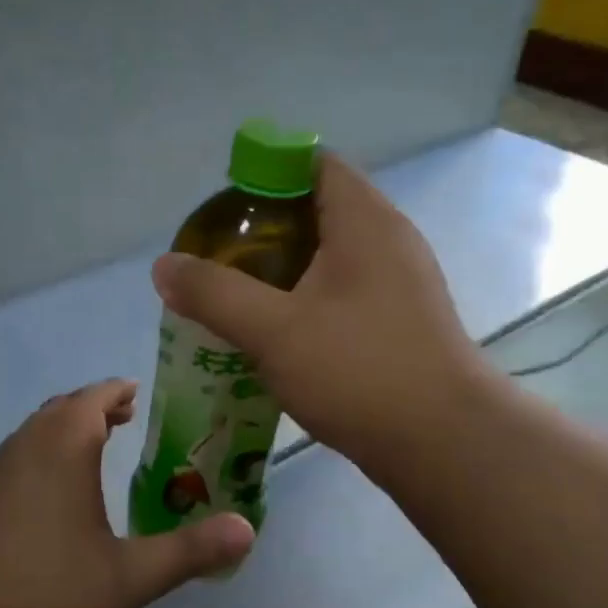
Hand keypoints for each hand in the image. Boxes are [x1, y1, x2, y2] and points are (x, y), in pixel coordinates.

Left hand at [0, 380, 255, 607]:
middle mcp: (26, 446)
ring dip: (68, 427)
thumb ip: (190, 551)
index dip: (118, 391)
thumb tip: (248, 530)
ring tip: (99, 446)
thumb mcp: (130, 578)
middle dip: (96, 406)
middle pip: (63, 407)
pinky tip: (59, 491)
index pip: (94, 397)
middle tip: (128, 418)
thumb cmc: (49, 595)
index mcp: (62, 447)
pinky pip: (20, 454)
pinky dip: (45, 451)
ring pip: (37, 430)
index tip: (141, 394)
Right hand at [151, 153, 484, 478]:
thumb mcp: (273, 330)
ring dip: (285, 269)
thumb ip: (214, 293)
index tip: (224, 209)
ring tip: (238, 295)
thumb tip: (163, 266)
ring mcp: (401, 283)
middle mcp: (389, 240)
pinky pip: (345, 291)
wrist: (443, 442)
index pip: (314, 164)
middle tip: (220, 258)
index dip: (265, 173)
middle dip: (265, 228)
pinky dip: (308, 299)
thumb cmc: (358, 371)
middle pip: (318, 209)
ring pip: (331, 256)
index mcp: (364, 221)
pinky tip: (278, 333)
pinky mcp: (402, 321)